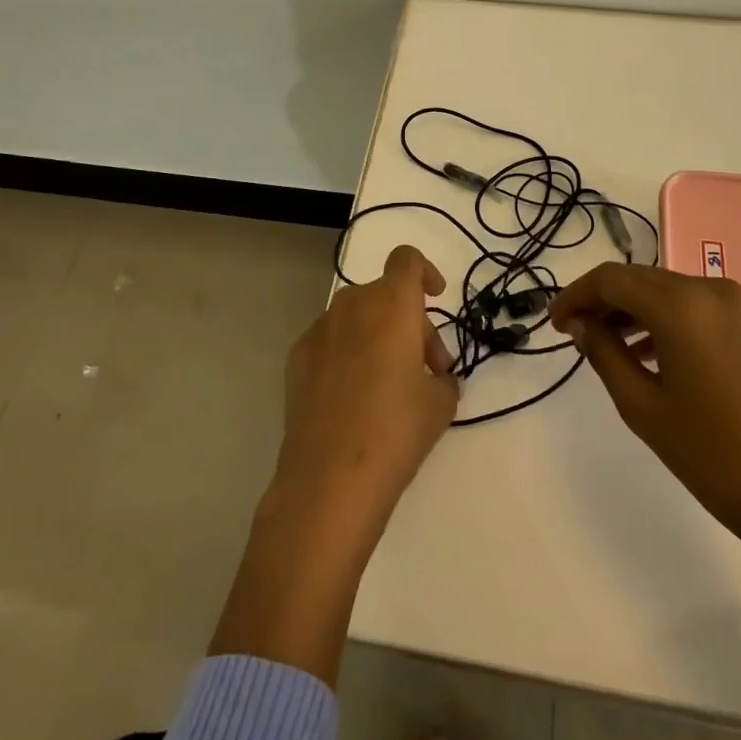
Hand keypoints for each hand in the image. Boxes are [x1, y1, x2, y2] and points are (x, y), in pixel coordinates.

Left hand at [273, 245, 458, 539]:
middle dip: (410, 322)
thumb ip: (442, 377)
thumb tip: (433, 377)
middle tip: (428, 370)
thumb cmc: (395, 431)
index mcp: (391, 304)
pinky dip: (349, 354)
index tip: (436, 297)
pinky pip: (333, 341)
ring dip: (380, 336)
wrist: (328, 480)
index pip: (407, 259)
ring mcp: (319, 330)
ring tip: (391, 387)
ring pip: (359, 317)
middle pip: (386, 294)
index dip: (425, 271)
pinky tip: (354, 398)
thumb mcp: (440, 404)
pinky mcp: (297, 358)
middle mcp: (352, 305)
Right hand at [549, 263, 740, 555]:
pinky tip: (652, 352)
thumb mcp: (641, 405)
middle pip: (641, 279)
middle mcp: (711, 290)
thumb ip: (603, 352)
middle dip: (603, 301)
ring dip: (635, 310)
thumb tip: (579, 324)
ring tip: (608, 344)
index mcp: (682, 305)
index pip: (612, 280)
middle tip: (575, 331)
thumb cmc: (711, 455)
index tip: (554, 322)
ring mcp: (740, 305)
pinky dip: (667, 319)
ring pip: (669, 291)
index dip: (576, 295)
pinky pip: (698, 307)